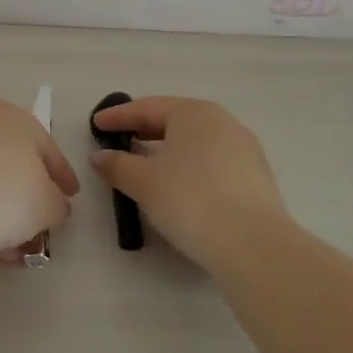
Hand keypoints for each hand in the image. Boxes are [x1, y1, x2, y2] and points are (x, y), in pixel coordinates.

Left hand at [0, 99, 78, 260]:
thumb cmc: (6, 197)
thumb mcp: (50, 205)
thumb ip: (58, 202)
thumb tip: (53, 205)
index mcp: (13, 115)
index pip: (46, 147)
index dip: (62, 176)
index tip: (70, 198)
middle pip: (8, 159)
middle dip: (24, 192)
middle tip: (35, 222)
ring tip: (6, 243)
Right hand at [89, 97, 289, 270]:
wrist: (252, 244)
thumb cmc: (190, 199)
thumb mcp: (144, 182)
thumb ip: (117, 165)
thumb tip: (100, 156)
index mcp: (194, 113)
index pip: (148, 108)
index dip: (118, 116)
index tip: (96, 124)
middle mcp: (223, 122)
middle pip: (175, 121)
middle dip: (145, 130)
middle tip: (120, 140)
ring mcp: (244, 149)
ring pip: (196, 142)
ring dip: (169, 150)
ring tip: (147, 164)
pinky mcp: (256, 177)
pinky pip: (212, 162)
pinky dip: (190, 167)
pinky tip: (179, 185)